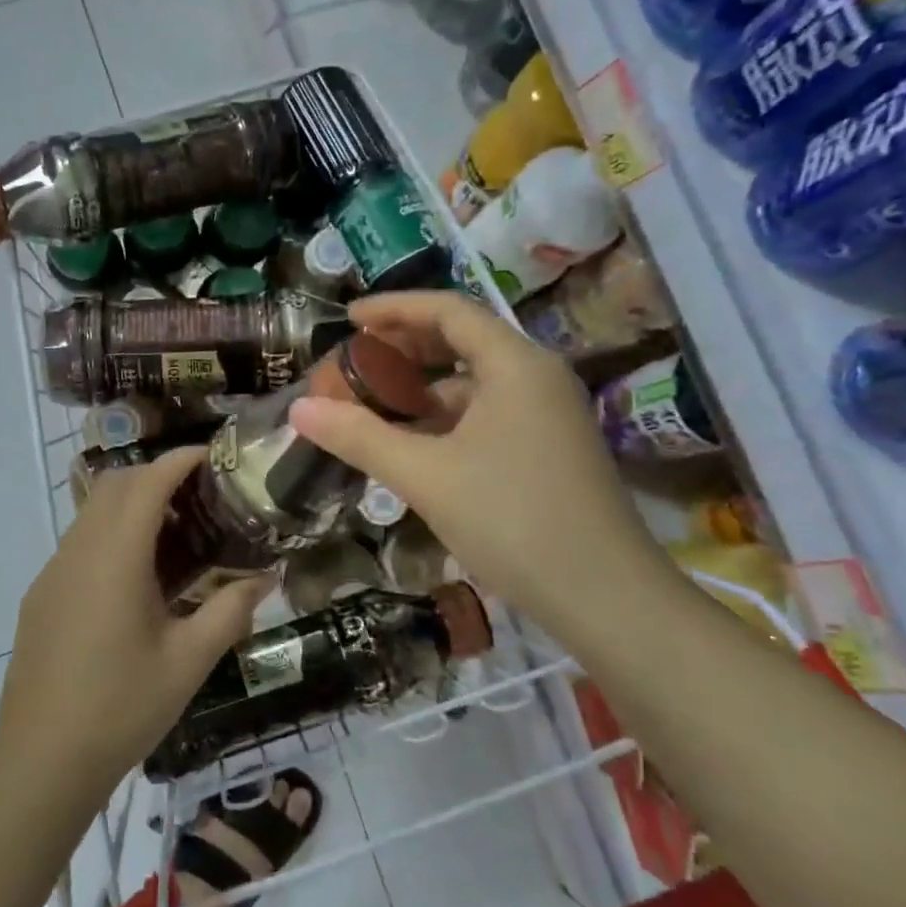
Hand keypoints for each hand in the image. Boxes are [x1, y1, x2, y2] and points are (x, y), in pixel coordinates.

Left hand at [0, 448, 270, 795]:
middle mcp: (78, 550)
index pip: (148, 481)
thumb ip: (231, 610)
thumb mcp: (189, 661)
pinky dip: (111, 533)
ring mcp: (53, 571)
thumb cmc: (121, 708)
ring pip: (92, 511)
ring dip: (132, 504)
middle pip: (115, 485)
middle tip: (201, 496)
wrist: (40, 762)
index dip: (180, 460)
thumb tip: (267, 577)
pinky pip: (79, 542)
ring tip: (175, 535)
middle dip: (157, 475)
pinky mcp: (41, 594)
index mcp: (115, 557)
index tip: (213, 456)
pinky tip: (137, 578)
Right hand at [289, 292, 668, 632]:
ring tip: (375, 402)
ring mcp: (550, 413)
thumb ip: (359, 437)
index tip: (349, 318)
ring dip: (424, 385)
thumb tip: (299, 408)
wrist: (606, 598)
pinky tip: (415, 443)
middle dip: (406, 346)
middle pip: (464, 339)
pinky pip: (489, 412)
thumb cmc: (513, 521)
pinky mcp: (551, 447)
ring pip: (476, 381)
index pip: (448, 310)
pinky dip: (447, 417)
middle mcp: (537, 376)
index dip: (394, 308)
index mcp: (515, 364)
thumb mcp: (426, 476)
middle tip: (356, 359)